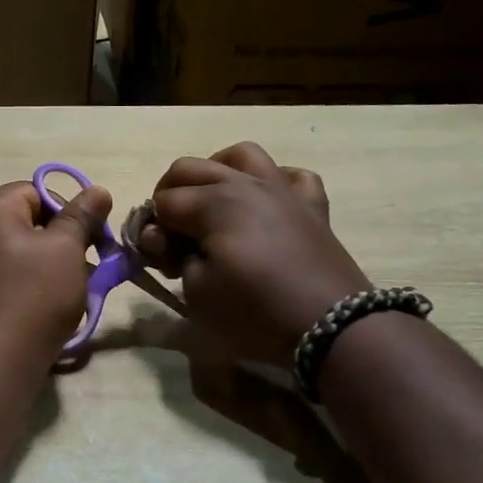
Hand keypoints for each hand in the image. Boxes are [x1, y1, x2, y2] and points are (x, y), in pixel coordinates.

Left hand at [0, 180, 111, 371]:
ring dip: (42, 263)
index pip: (34, 191)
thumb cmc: (34, 296)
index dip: (67, 210)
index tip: (89, 239)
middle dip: (57, 240)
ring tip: (68, 291)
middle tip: (85, 267)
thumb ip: (82, 216)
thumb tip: (97, 191)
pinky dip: (20, 283)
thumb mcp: (67, 250)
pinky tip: (40, 308)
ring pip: (11, 250)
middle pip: (21, 220)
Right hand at [136, 142, 369, 368]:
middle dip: (169, 194)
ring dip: (217, 171)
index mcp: (212, 202)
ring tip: (212, 200)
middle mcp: (245, 184)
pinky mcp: (313, 207)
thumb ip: (172, 258)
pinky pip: (293, 176)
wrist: (331, 327)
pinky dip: (275, 182)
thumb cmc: (255, 311)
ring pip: (242, 155)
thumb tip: (162, 239)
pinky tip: (267, 203)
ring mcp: (282, 190)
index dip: (151, 229)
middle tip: (170, 231)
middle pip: (190, 168)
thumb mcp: (197, 293)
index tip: (156, 258)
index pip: (163, 202)